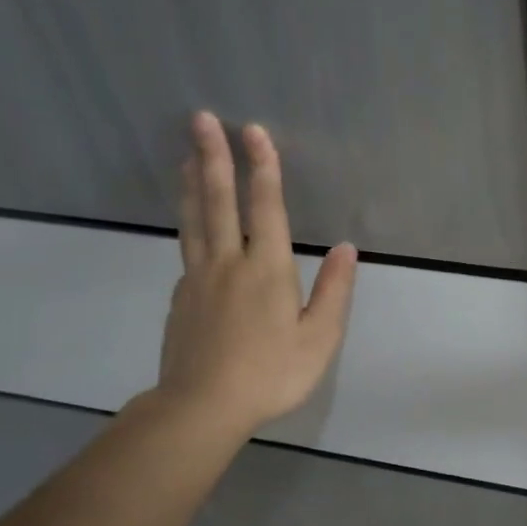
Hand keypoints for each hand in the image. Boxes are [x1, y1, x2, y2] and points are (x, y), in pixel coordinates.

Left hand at [154, 111, 356, 437]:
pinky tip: (193, 223)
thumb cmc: (271, 374)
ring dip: (193, 182)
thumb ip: (333, 291)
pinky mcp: (181, 298)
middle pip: (219, 201)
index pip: (266, 208)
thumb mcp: (319, 338)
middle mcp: (228, 264)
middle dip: (214, 157)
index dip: (263, 168)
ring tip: (188, 154)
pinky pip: (187, 249)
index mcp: (267, 270)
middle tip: (200, 118)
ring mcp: (198, 279)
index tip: (254, 131)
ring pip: (194, 220)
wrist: (202, 407)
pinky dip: (189, 223)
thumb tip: (345, 249)